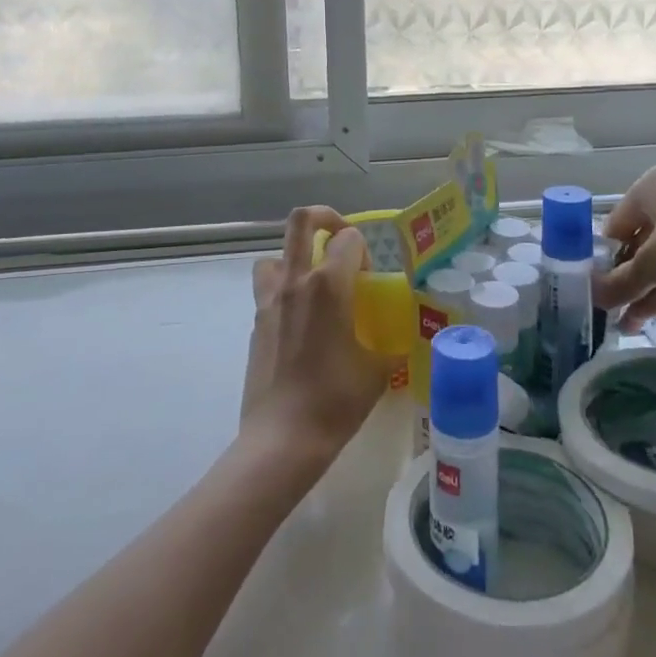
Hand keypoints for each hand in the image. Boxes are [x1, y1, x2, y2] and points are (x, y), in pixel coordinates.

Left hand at [239, 207, 391, 470]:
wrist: (282, 438)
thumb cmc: (335, 401)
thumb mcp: (377, 371)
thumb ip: (390, 344)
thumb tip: (400, 338)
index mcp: (329, 285)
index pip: (348, 237)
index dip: (364, 249)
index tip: (369, 277)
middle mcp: (296, 281)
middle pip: (302, 221)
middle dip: (325, 218)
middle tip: (340, 238)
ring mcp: (270, 300)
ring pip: (276, 254)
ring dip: (296, 258)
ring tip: (314, 283)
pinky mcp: (256, 322)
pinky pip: (267, 288)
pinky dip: (283, 290)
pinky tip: (300, 322)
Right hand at [593, 166, 655, 329]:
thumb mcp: (655, 264)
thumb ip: (621, 283)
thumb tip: (591, 297)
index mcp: (648, 188)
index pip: (613, 227)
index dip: (602, 261)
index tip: (596, 294)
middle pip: (638, 243)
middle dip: (625, 281)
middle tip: (609, 314)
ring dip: (645, 291)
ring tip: (624, 326)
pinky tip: (648, 316)